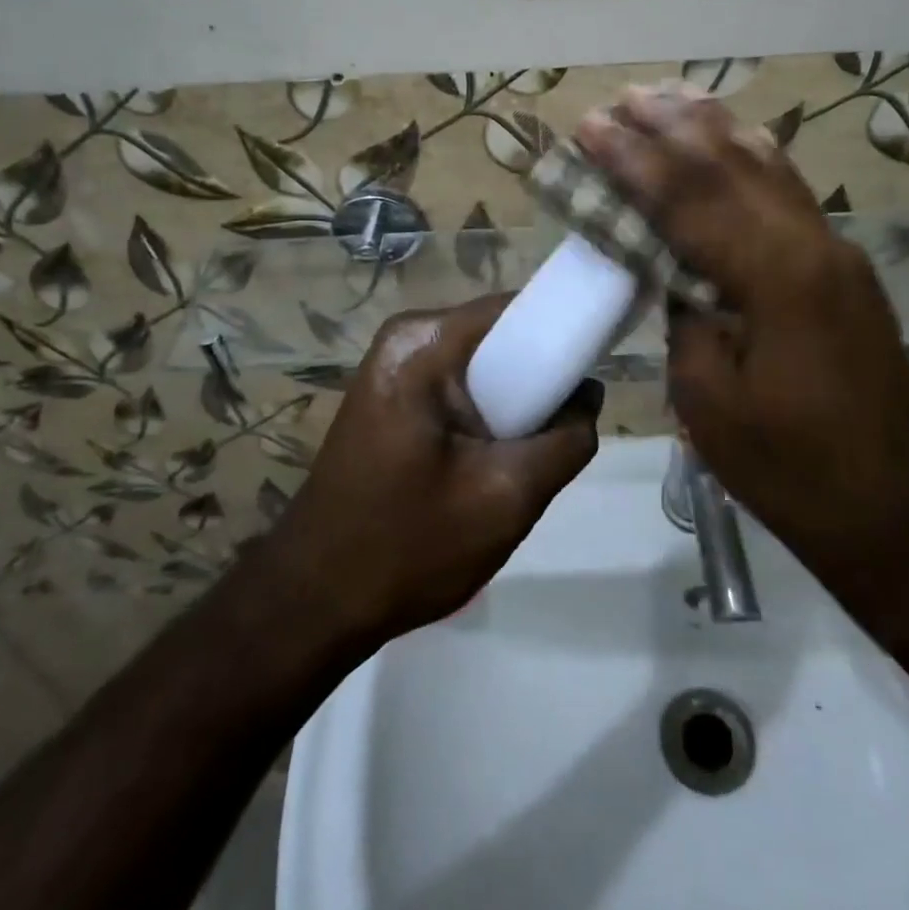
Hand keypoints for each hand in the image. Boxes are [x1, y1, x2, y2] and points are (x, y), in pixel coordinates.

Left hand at [273, 296, 601, 642]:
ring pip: (483, 366)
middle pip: (500, 336)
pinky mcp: (390, 396)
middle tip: (553, 435)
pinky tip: (487, 464)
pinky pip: (458, 387)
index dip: (562, 331)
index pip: (516, 309)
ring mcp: (392, 367)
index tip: (595, 368)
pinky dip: (485, 415)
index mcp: (423, 343)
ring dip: (512, 404)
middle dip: (536, 379)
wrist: (313, 600)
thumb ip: (565, 441)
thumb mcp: (506, 498)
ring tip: (518, 458)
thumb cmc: (408, 546)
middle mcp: (405, 339)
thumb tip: (587, 397)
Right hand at [575, 86, 908, 580]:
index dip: (632, 160)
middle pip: (730, 166)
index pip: (687, 198)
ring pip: (768, 168)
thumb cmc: (790, 469)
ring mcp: (836, 253)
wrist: (897, 511)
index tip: (589, 125)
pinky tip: (737, 140)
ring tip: (672, 97)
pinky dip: (754, 158)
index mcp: (775, 276)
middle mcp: (811, 244)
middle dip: (671, 127)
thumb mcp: (709, 400)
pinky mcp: (843, 271)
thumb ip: (686, 317)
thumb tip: (677, 273)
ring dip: (714, 130)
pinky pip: (790, 194)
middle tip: (623, 96)